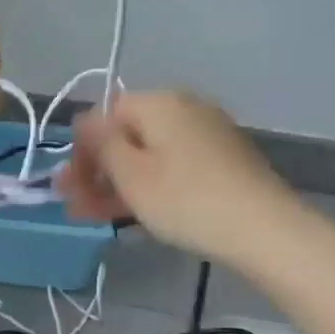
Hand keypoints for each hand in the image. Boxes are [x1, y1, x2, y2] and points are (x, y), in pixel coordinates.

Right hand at [57, 90, 302, 266]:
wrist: (264, 230)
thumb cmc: (185, 199)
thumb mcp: (131, 174)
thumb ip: (101, 144)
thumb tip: (84, 120)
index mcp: (159, 103)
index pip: (104, 114)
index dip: (82, 149)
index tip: (70, 185)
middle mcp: (184, 110)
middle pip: (126, 136)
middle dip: (96, 170)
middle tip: (75, 205)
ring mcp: (207, 136)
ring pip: (147, 156)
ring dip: (117, 183)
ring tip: (94, 216)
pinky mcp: (221, 162)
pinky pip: (171, 167)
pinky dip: (148, 186)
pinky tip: (131, 212)